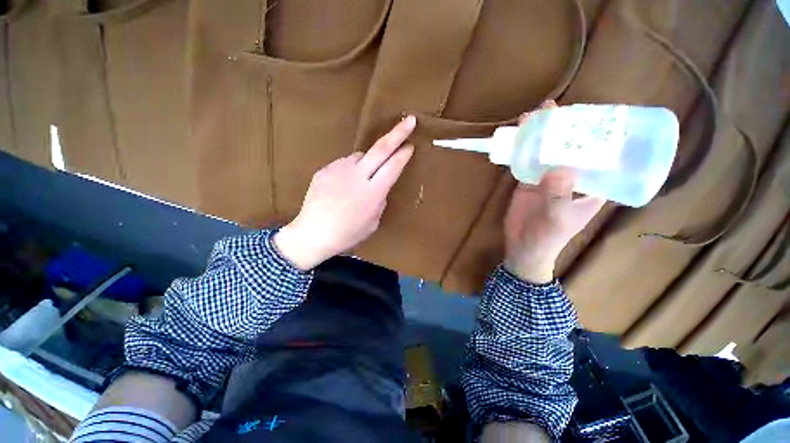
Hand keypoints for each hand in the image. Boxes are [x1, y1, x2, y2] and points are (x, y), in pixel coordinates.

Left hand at [274, 116, 415, 270]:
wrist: (313, 234)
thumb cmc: (347, 234)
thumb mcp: (373, 222)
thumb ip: (379, 200)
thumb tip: (380, 186)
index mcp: (372, 193)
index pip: (393, 167)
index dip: (403, 155)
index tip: (411, 145)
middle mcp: (357, 176)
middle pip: (380, 149)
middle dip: (397, 133)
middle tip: (409, 120)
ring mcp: (339, 170)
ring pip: (360, 156)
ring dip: (368, 161)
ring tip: (362, 179)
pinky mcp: (325, 170)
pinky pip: (344, 164)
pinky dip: (350, 170)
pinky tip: (344, 185)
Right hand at [504, 102, 604, 283]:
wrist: (522, 247)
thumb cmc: (548, 237)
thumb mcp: (558, 218)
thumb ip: (559, 195)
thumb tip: (559, 166)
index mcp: (592, 184)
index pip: (602, 154)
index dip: (599, 133)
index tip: (590, 114)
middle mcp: (572, 176)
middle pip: (572, 147)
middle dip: (564, 128)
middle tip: (554, 109)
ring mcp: (549, 177)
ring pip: (548, 151)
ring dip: (541, 134)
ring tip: (534, 116)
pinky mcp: (529, 180)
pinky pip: (528, 160)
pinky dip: (523, 148)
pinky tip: (519, 135)